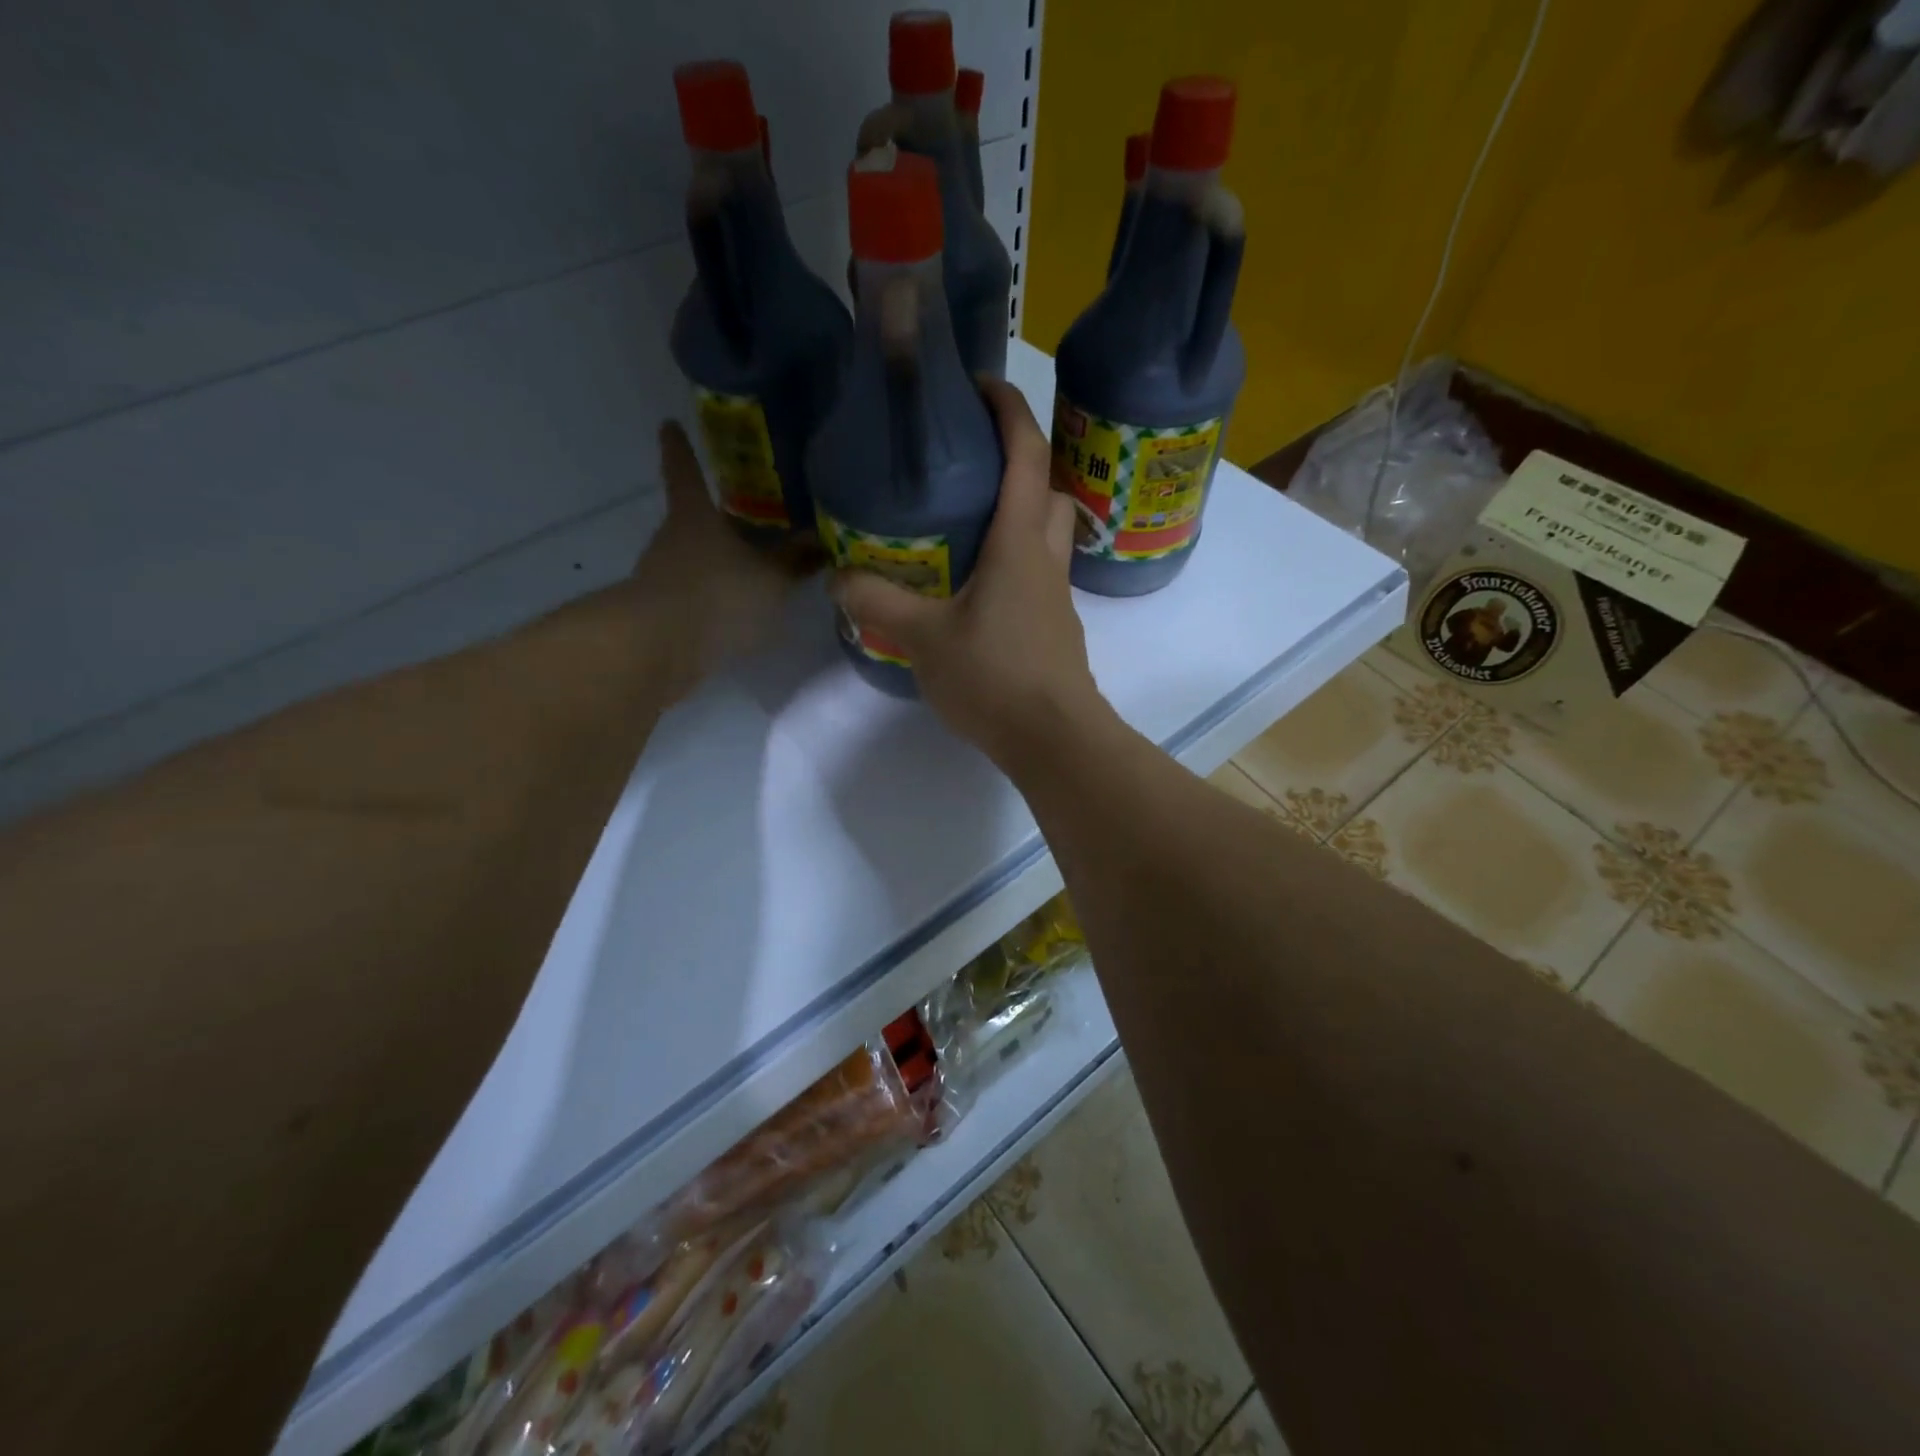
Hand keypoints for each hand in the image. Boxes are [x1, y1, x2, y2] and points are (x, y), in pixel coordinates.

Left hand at [631, 422, 819, 696]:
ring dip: (719, 562)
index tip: (669, 424)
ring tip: (755, 572)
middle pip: (694, 518)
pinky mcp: (662, 611)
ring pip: (695, 558)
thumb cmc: (719, 594)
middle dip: (717, 518)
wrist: (660, 648)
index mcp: (695, 515)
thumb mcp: (772, 578)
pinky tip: (740, 612)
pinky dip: (715, 597)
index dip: (679, 447)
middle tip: (749, 516)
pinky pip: (695, 594)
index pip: (685, 471)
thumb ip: (796, 560)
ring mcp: (662, 575)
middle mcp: (672, 538)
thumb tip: (822, 540)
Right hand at [831, 380, 1107, 767]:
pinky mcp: (1056, 627)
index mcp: (1018, 542)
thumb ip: (879, 603)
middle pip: (1047, 489)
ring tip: (970, 520)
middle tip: (971, 462)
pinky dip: (1016, 559)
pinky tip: (978, 584)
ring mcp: (1056, 595)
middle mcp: (1045, 558)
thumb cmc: (994, 676)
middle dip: (1021, 460)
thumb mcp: (924, 638)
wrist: (1053, 738)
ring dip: (1021, 512)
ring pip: (1048, 533)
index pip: (1026, 455)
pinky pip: (1039, 573)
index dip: (1009, 410)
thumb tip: (838, 580)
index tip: (980, 385)